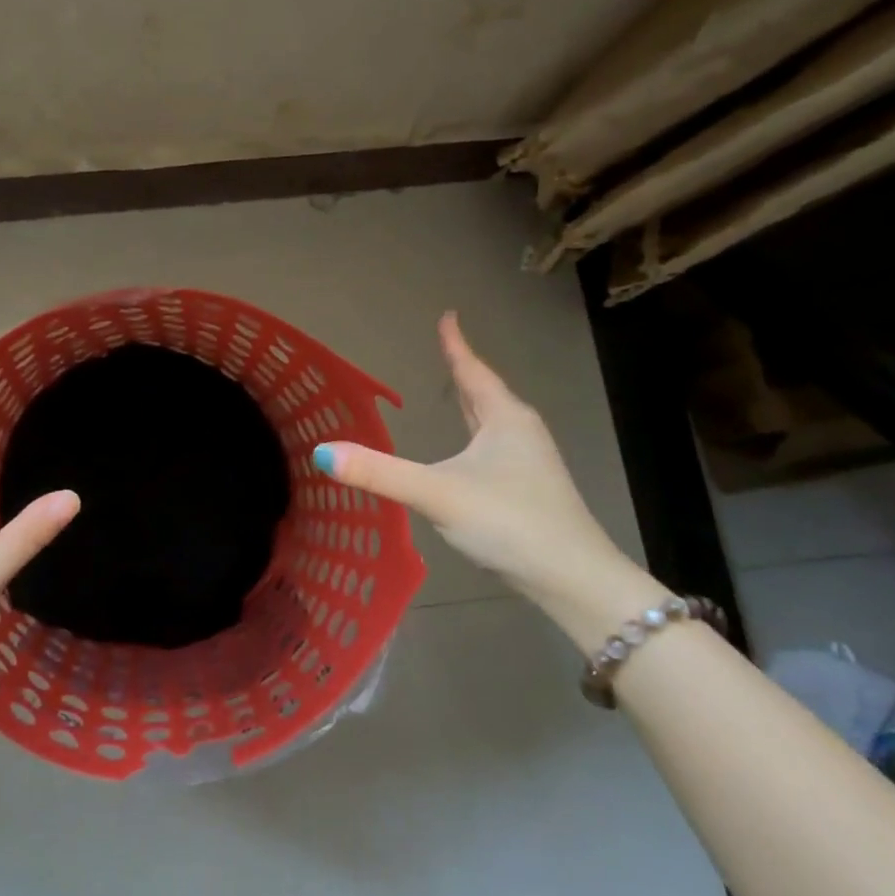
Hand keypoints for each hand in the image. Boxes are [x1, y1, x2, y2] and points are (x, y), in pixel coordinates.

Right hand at [313, 312, 656, 634]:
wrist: (572, 580)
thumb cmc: (508, 521)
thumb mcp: (436, 494)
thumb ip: (379, 473)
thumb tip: (321, 453)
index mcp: (503, 419)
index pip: (472, 370)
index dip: (456, 344)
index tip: (448, 315)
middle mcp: (520, 433)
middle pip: (485, 393)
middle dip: (463, 373)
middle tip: (445, 349)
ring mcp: (529, 464)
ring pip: (493, 423)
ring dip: (472, 406)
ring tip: (454, 393)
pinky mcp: (529, 491)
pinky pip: (495, 449)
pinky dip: (476, 437)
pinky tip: (468, 455)